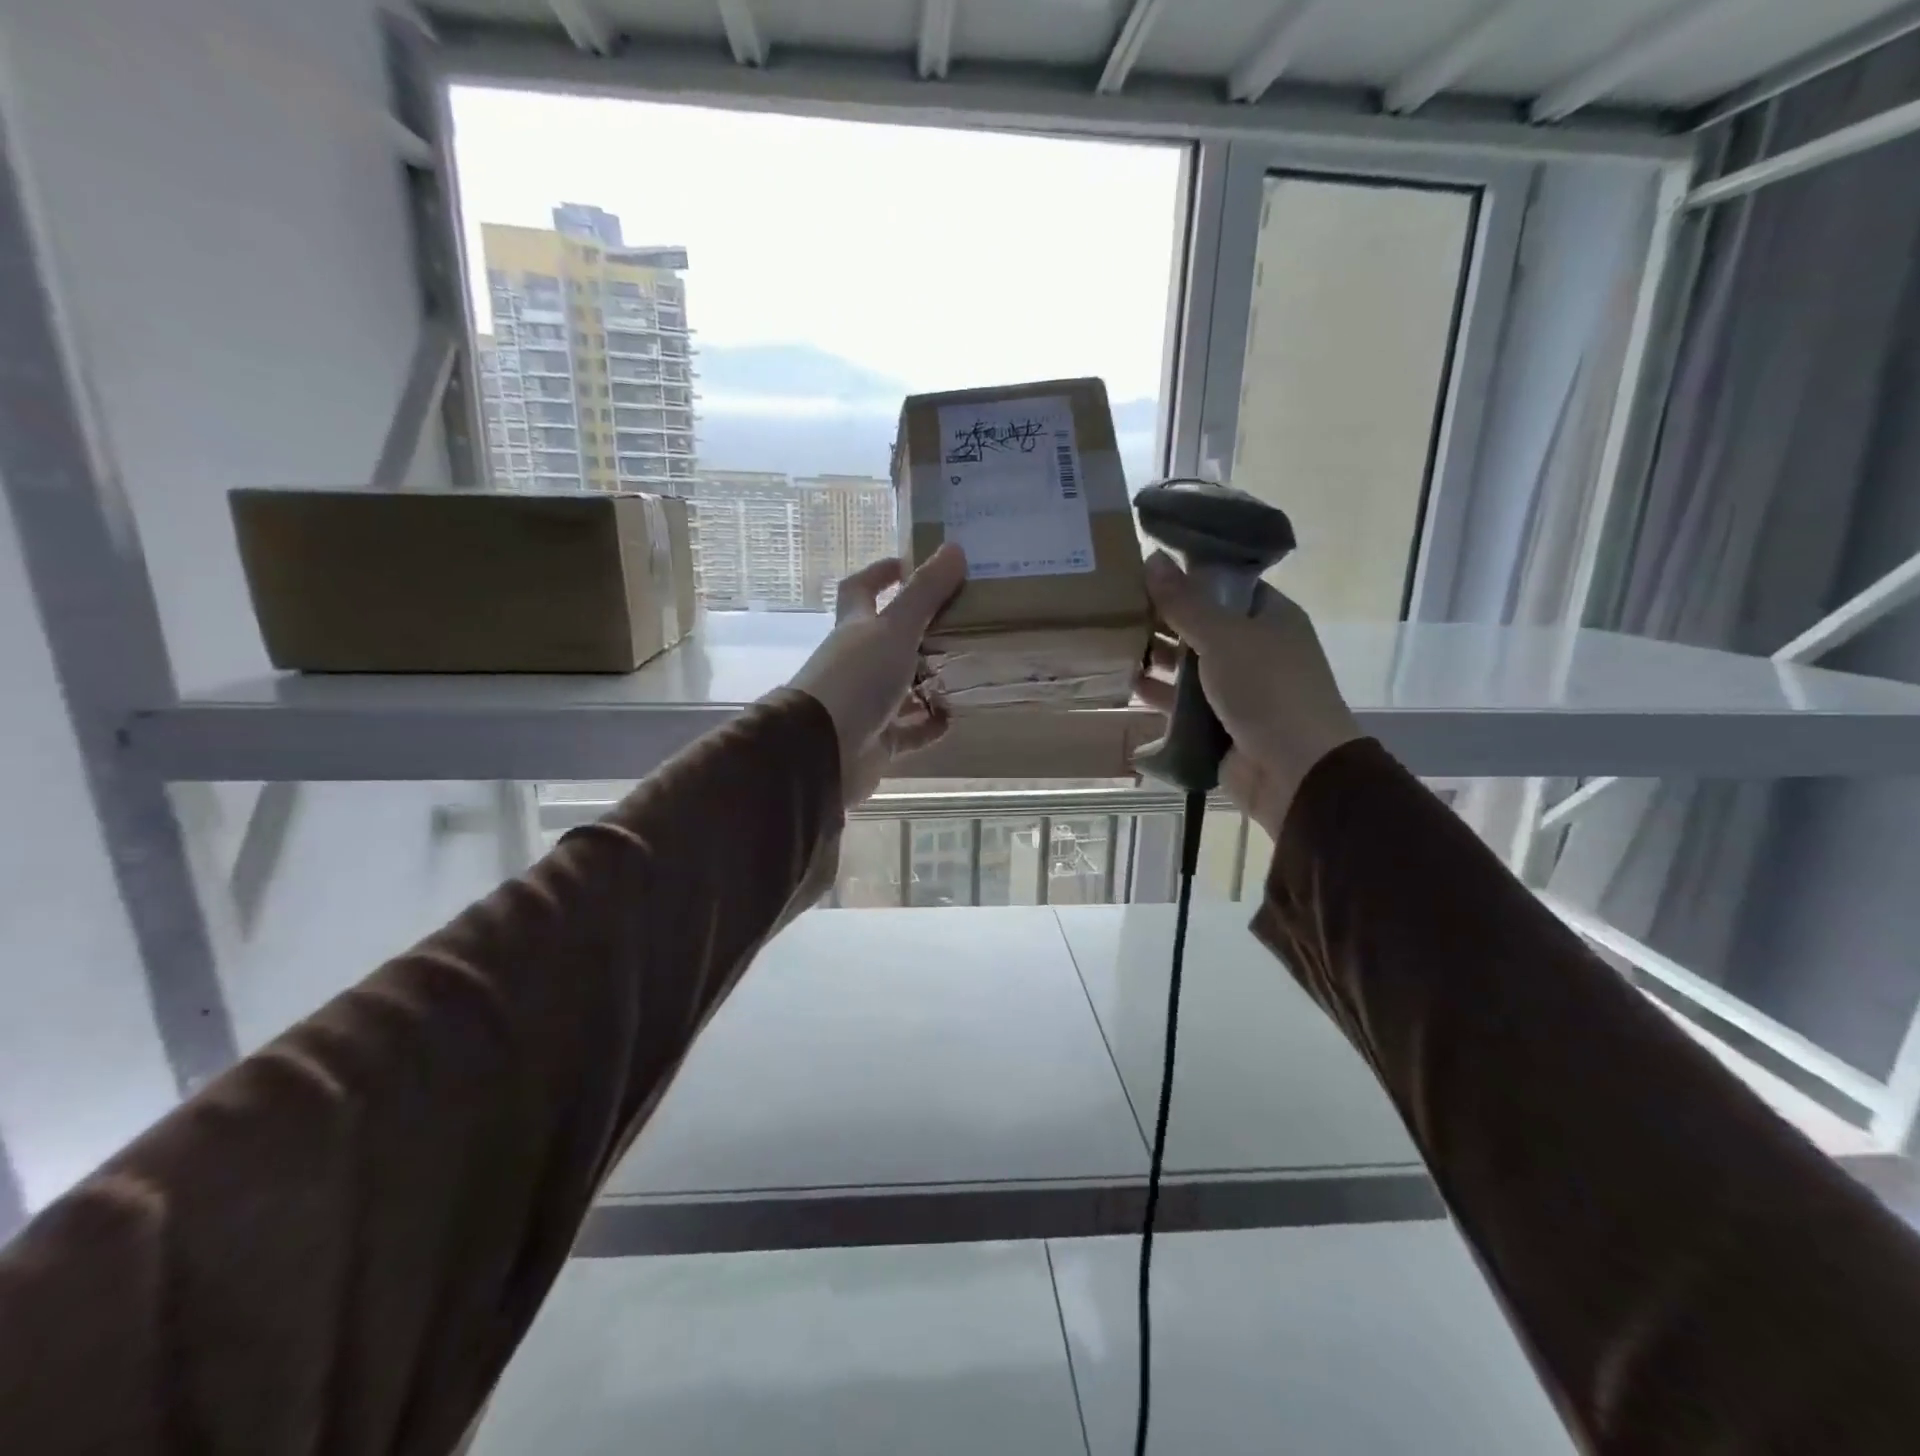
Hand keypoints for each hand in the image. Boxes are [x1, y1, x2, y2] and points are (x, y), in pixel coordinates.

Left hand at [790, 544, 967, 808]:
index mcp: (856, 629)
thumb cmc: (858, 679)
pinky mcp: (878, 740)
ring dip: (932, 681)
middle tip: (963, 622)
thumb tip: (955, 547)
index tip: (911, 564)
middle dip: (923, 632)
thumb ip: (925, 593)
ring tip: (970, 670)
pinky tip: (955, 717)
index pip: (862, 590)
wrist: (823, 750)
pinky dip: (931, 724)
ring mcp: (867, 704)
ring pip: (904, 687)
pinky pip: (911, 730)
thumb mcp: (895, 629)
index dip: (882, 573)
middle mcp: (858, 663)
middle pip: (890, 640)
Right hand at [1138, 550, 1361, 838]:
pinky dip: (1157, 691)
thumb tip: (1153, 557)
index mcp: (1269, 616)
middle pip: (1201, 623)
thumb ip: (1185, 602)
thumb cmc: (1267, 690)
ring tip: (1110, 639)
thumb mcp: (1224, 637)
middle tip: (1114, 601)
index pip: (1224, 584)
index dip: (1187, 574)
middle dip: (1162, 616)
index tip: (1143, 566)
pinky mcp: (1217, 721)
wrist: (1295, 771)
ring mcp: (1236, 686)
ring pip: (1188, 663)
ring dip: (1155, 654)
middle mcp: (1253, 647)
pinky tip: (1124, 681)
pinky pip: (1182, 700)